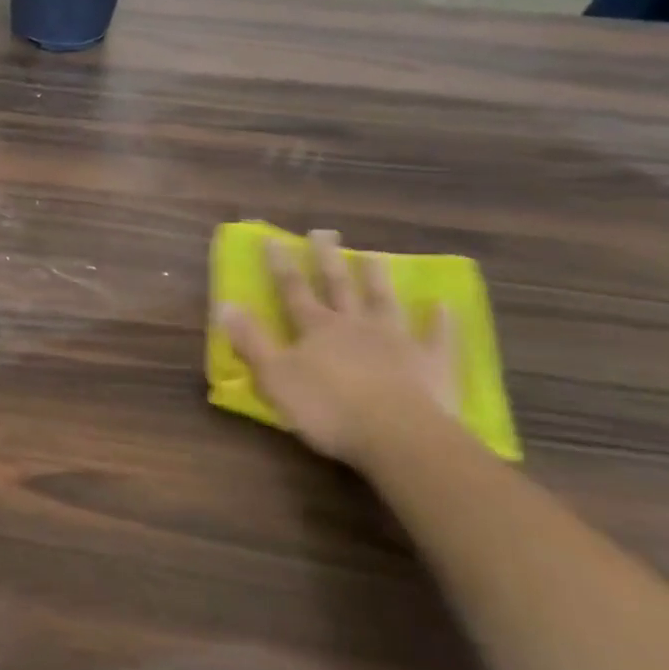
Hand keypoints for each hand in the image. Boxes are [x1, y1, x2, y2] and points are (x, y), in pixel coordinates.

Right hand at [215, 230, 457, 467]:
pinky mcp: (432, 364)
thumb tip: (225, 304)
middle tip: (325, 233)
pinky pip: (438, 337)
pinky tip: (443, 305)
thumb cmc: (328, 408)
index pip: (293, 289)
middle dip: (328, 259)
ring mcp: (397, 341)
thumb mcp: (274, 377)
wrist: (399, 436)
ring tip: (373, 256)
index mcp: (316, 328)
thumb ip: (250, 341)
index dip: (280, 265)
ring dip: (377, 279)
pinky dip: (440, 322)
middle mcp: (355, 325)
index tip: (273, 239)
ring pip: (384, 302)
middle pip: (339, 286)